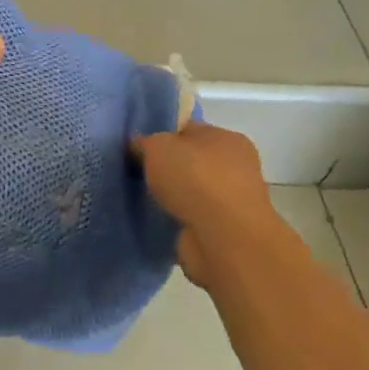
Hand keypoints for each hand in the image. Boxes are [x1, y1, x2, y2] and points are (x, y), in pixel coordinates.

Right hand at [133, 123, 299, 290]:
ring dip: (168, 196)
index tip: (136, 147)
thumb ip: (144, 142)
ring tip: (138, 197)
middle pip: (189, 161)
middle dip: (164, 168)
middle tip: (134, 171)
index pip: (188, 130)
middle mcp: (234, 167)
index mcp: (227, 138)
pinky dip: (173, 218)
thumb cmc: (195, 178)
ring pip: (188, 192)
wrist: (221, 238)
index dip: (161, 135)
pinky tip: (152, 219)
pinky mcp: (221, 231)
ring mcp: (229, 202)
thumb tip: (137, 146)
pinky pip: (188, 217)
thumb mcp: (158, 147)